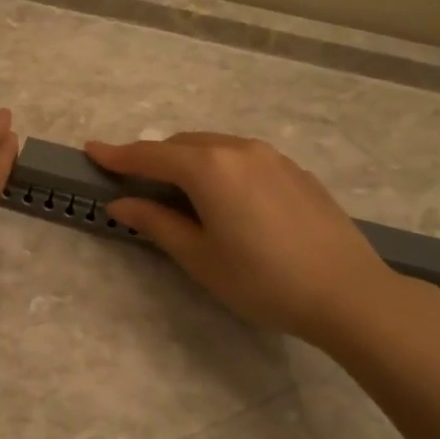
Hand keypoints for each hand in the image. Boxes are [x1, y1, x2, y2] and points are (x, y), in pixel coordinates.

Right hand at [85, 133, 399, 348]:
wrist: (349, 293)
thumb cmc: (262, 279)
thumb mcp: (199, 257)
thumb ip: (156, 223)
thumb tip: (121, 204)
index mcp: (208, 167)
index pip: (150, 155)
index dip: (116, 154)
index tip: (90, 150)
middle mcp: (238, 149)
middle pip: (182, 145)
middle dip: (154, 159)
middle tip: (134, 184)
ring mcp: (272, 157)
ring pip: (215, 148)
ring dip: (188, 162)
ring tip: (179, 193)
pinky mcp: (295, 171)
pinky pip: (243, 158)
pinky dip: (220, 168)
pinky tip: (226, 200)